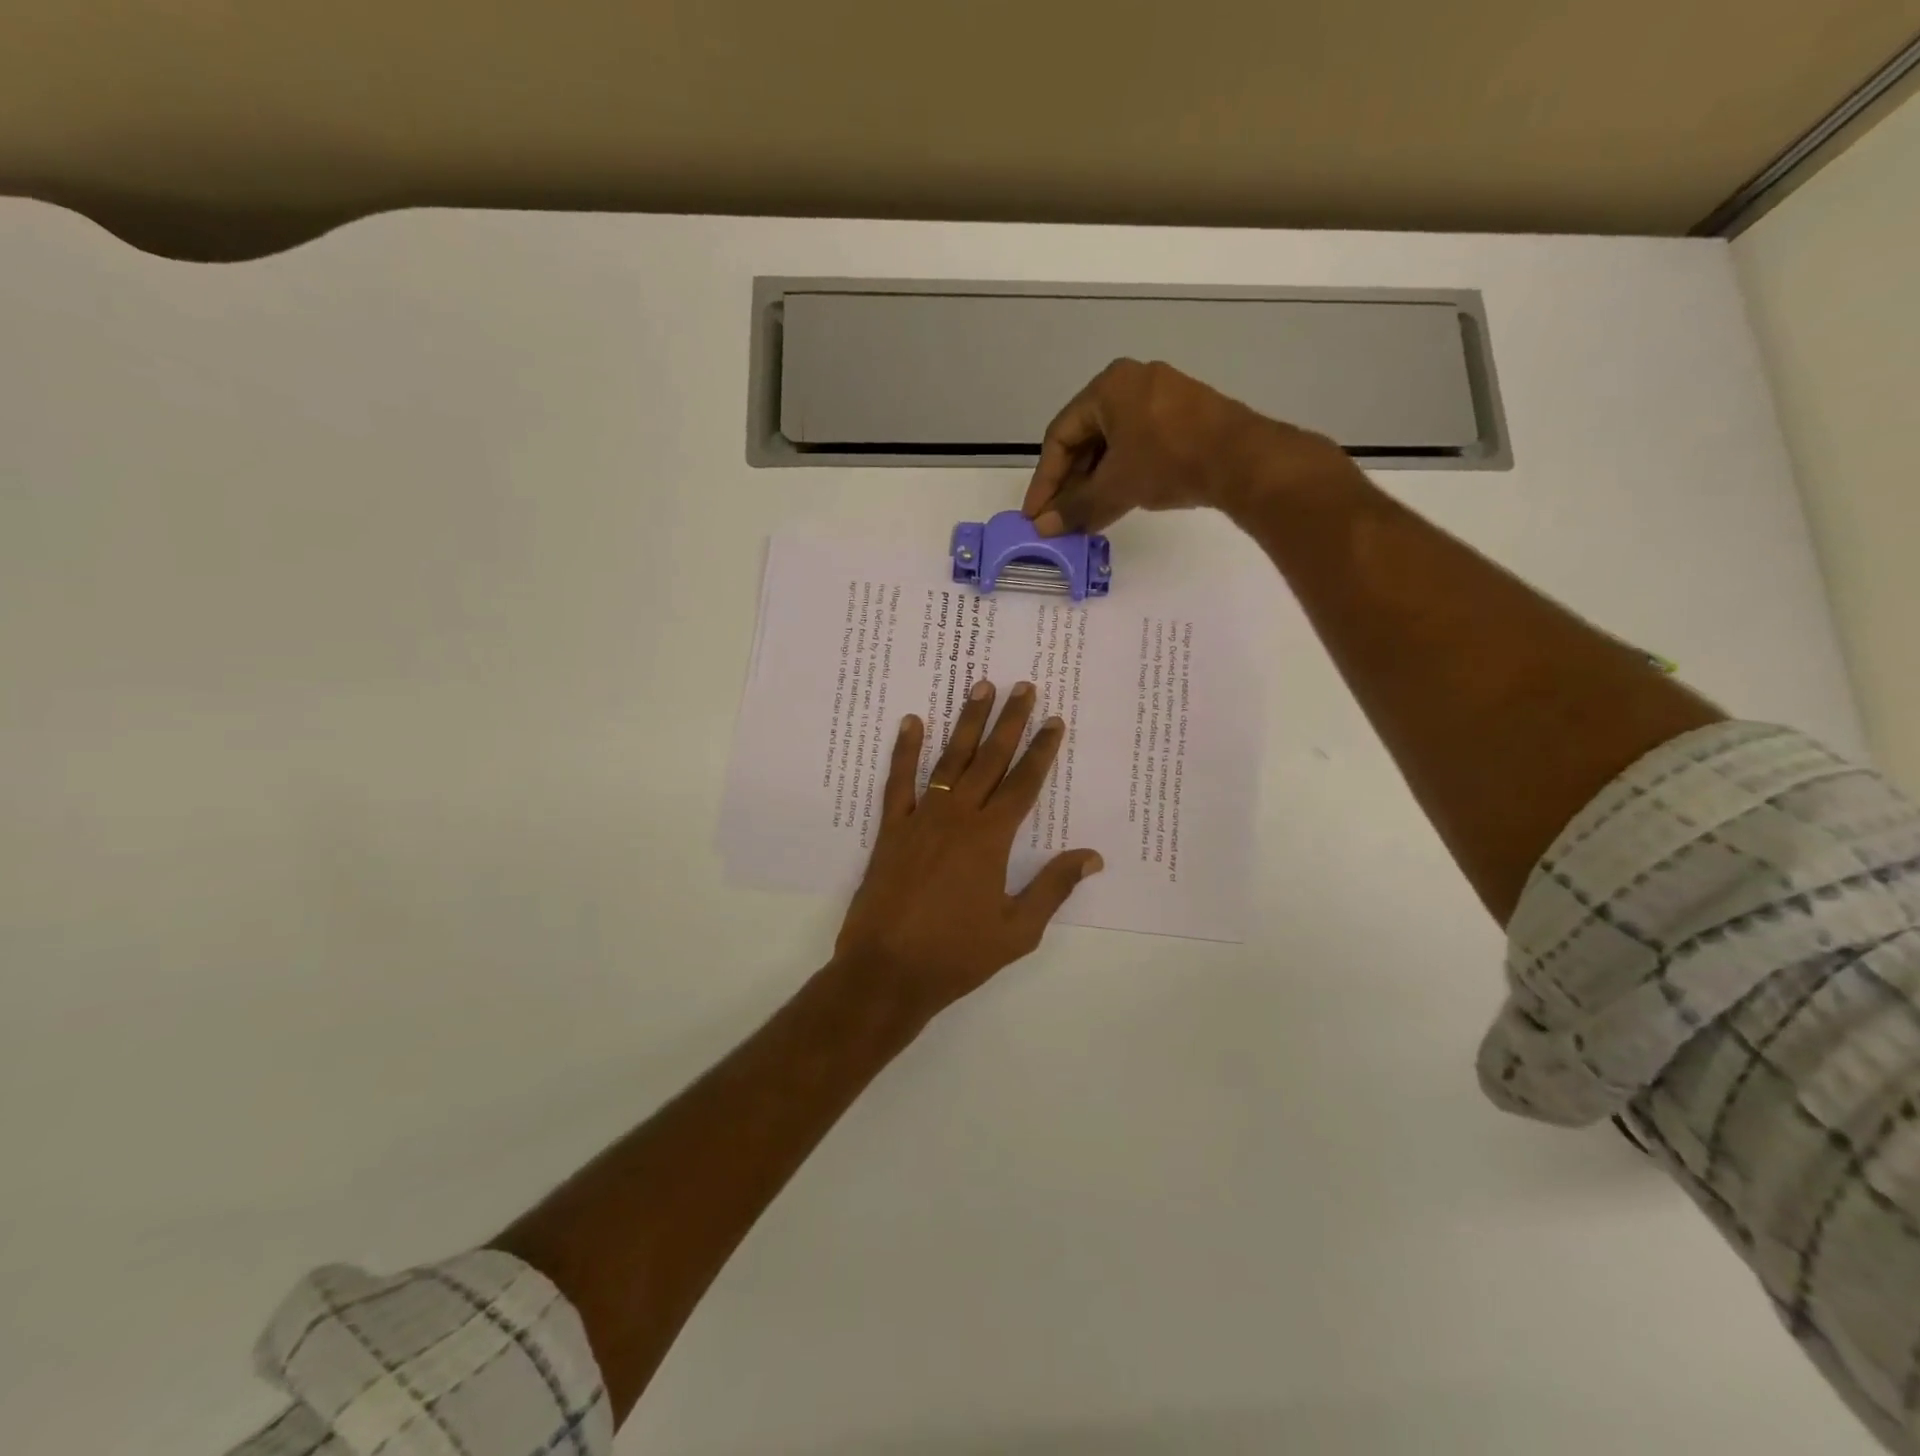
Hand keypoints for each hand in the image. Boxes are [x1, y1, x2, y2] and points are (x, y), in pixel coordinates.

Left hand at [834, 679, 1103, 1024]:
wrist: (887, 970)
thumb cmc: (957, 954)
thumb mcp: (1017, 930)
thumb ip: (1053, 887)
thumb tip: (1092, 856)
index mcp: (992, 838)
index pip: (1024, 783)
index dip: (1041, 750)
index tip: (1054, 720)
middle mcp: (958, 817)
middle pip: (990, 759)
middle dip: (1009, 721)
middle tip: (1022, 685)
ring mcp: (921, 818)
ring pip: (949, 760)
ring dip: (967, 723)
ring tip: (979, 687)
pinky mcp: (891, 829)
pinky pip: (898, 781)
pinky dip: (905, 750)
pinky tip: (912, 721)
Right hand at [1021, 358, 1350, 535]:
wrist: (1243, 460)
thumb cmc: (1168, 461)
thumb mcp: (1115, 487)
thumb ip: (1076, 508)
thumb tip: (1043, 529)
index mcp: (1108, 387)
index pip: (1060, 436)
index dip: (1044, 479)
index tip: (1035, 514)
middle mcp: (1132, 382)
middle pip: (1086, 438)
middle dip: (1070, 483)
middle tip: (1058, 518)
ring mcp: (1162, 396)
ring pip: (1113, 444)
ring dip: (1095, 482)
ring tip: (1085, 517)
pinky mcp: (1185, 416)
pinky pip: (1139, 444)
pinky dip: (1122, 473)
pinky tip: (1117, 502)